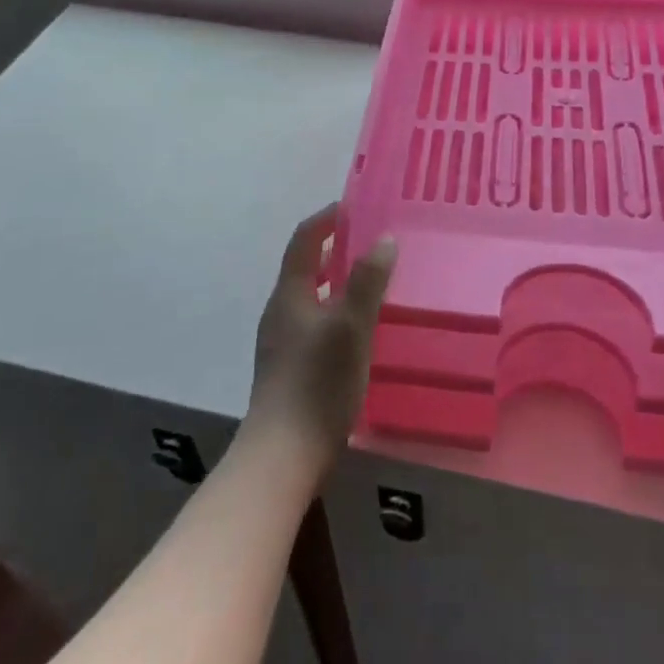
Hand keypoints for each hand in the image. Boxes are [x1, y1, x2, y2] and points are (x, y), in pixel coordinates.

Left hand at [247, 204, 396, 476]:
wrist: (283, 455)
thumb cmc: (318, 383)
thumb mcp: (351, 327)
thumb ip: (368, 282)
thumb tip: (384, 239)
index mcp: (289, 294)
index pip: (304, 239)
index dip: (326, 218)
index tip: (354, 207)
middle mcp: (280, 311)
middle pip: (305, 267)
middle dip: (335, 250)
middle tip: (371, 243)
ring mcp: (281, 342)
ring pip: (310, 297)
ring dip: (336, 282)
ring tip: (371, 284)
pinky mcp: (289, 369)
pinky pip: (314, 323)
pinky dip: (335, 311)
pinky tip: (359, 331)